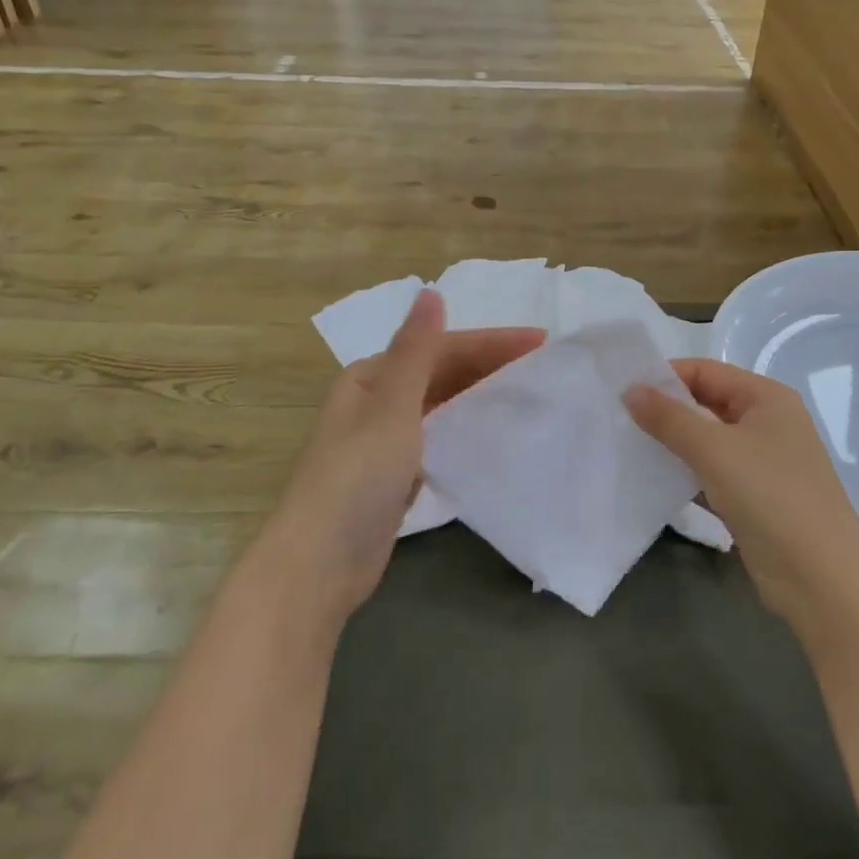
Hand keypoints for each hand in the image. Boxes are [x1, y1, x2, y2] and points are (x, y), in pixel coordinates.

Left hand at [263, 290, 542, 621]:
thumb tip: (430, 292)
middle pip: (441, 373)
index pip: (440, 348)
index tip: (540, 342)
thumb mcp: (391, 408)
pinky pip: (437, 438)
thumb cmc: (356, 478)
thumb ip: (415, 351)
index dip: (490, 342)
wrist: (318, 566)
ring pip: (440, 405)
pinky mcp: (394, 476)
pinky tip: (489, 433)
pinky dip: (463, 429)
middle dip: (488, 365)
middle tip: (541, 366)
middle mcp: (375, 401)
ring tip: (525, 393)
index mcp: (371, 377)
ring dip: (478, 394)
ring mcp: (383, 441)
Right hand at [625, 360, 858, 643]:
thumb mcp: (714, 450)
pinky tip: (654, 482)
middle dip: (666, 411)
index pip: (706, 372)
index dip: (666, 377)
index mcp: (766, 398)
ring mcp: (763, 463)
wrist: (824, 579)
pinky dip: (687, 474)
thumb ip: (669, 418)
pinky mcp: (755, 498)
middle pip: (706, 404)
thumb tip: (630, 389)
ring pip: (708, 442)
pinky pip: (713, 474)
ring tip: (628, 447)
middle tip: (619, 419)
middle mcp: (767, 423)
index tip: (623, 392)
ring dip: (673, 445)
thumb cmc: (771, 497)